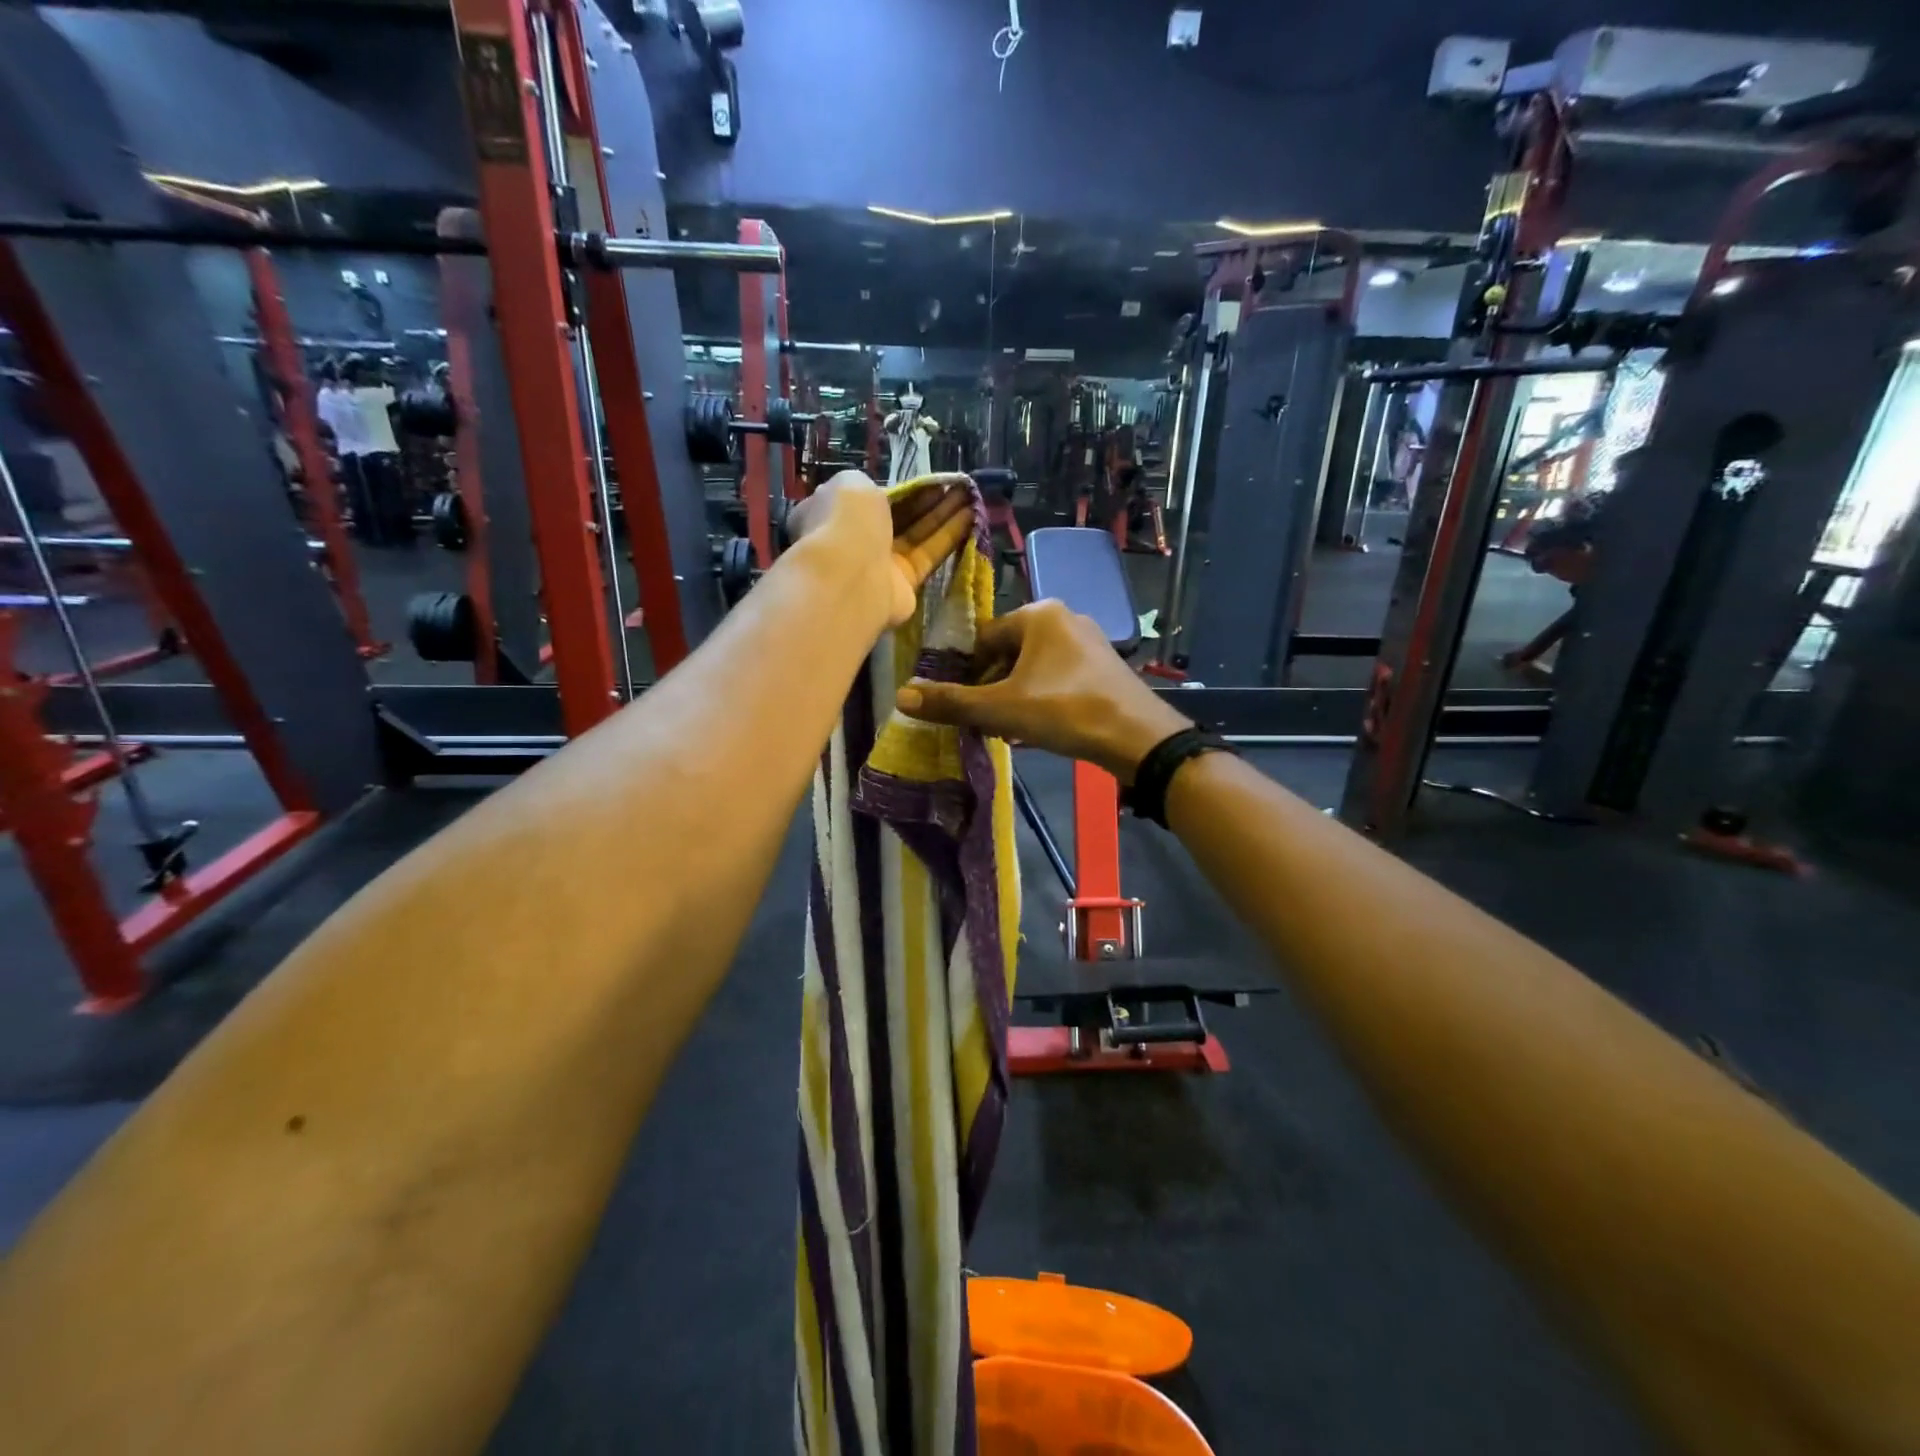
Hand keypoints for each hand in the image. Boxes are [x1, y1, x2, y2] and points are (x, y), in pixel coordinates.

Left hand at [789, 470, 975, 627]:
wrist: (851, 575)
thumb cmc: (847, 521)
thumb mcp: (852, 483)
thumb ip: (867, 485)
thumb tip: (877, 496)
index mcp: (837, 513)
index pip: (871, 499)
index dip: (901, 489)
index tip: (928, 480)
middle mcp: (859, 539)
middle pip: (899, 517)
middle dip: (928, 500)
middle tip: (956, 485)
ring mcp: (882, 564)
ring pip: (918, 534)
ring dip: (944, 514)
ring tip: (970, 495)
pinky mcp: (905, 584)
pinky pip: (929, 555)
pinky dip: (949, 535)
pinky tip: (971, 516)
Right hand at [894, 600, 1192, 781]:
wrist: (1137, 737)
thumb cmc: (1065, 711)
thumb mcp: (1001, 709)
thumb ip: (952, 702)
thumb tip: (902, 696)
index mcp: (1039, 614)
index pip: (984, 639)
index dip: (967, 673)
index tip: (962, 705)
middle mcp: (1064, 617)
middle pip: (1009, 653)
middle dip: (993, 687)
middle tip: (985, 722)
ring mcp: (1089, 641)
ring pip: (1035, 668)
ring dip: (1016, 696)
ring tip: (1009, 730)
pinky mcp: (1104, 666)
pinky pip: (1059, 677)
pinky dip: (1042, 698)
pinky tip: (1039, 729)